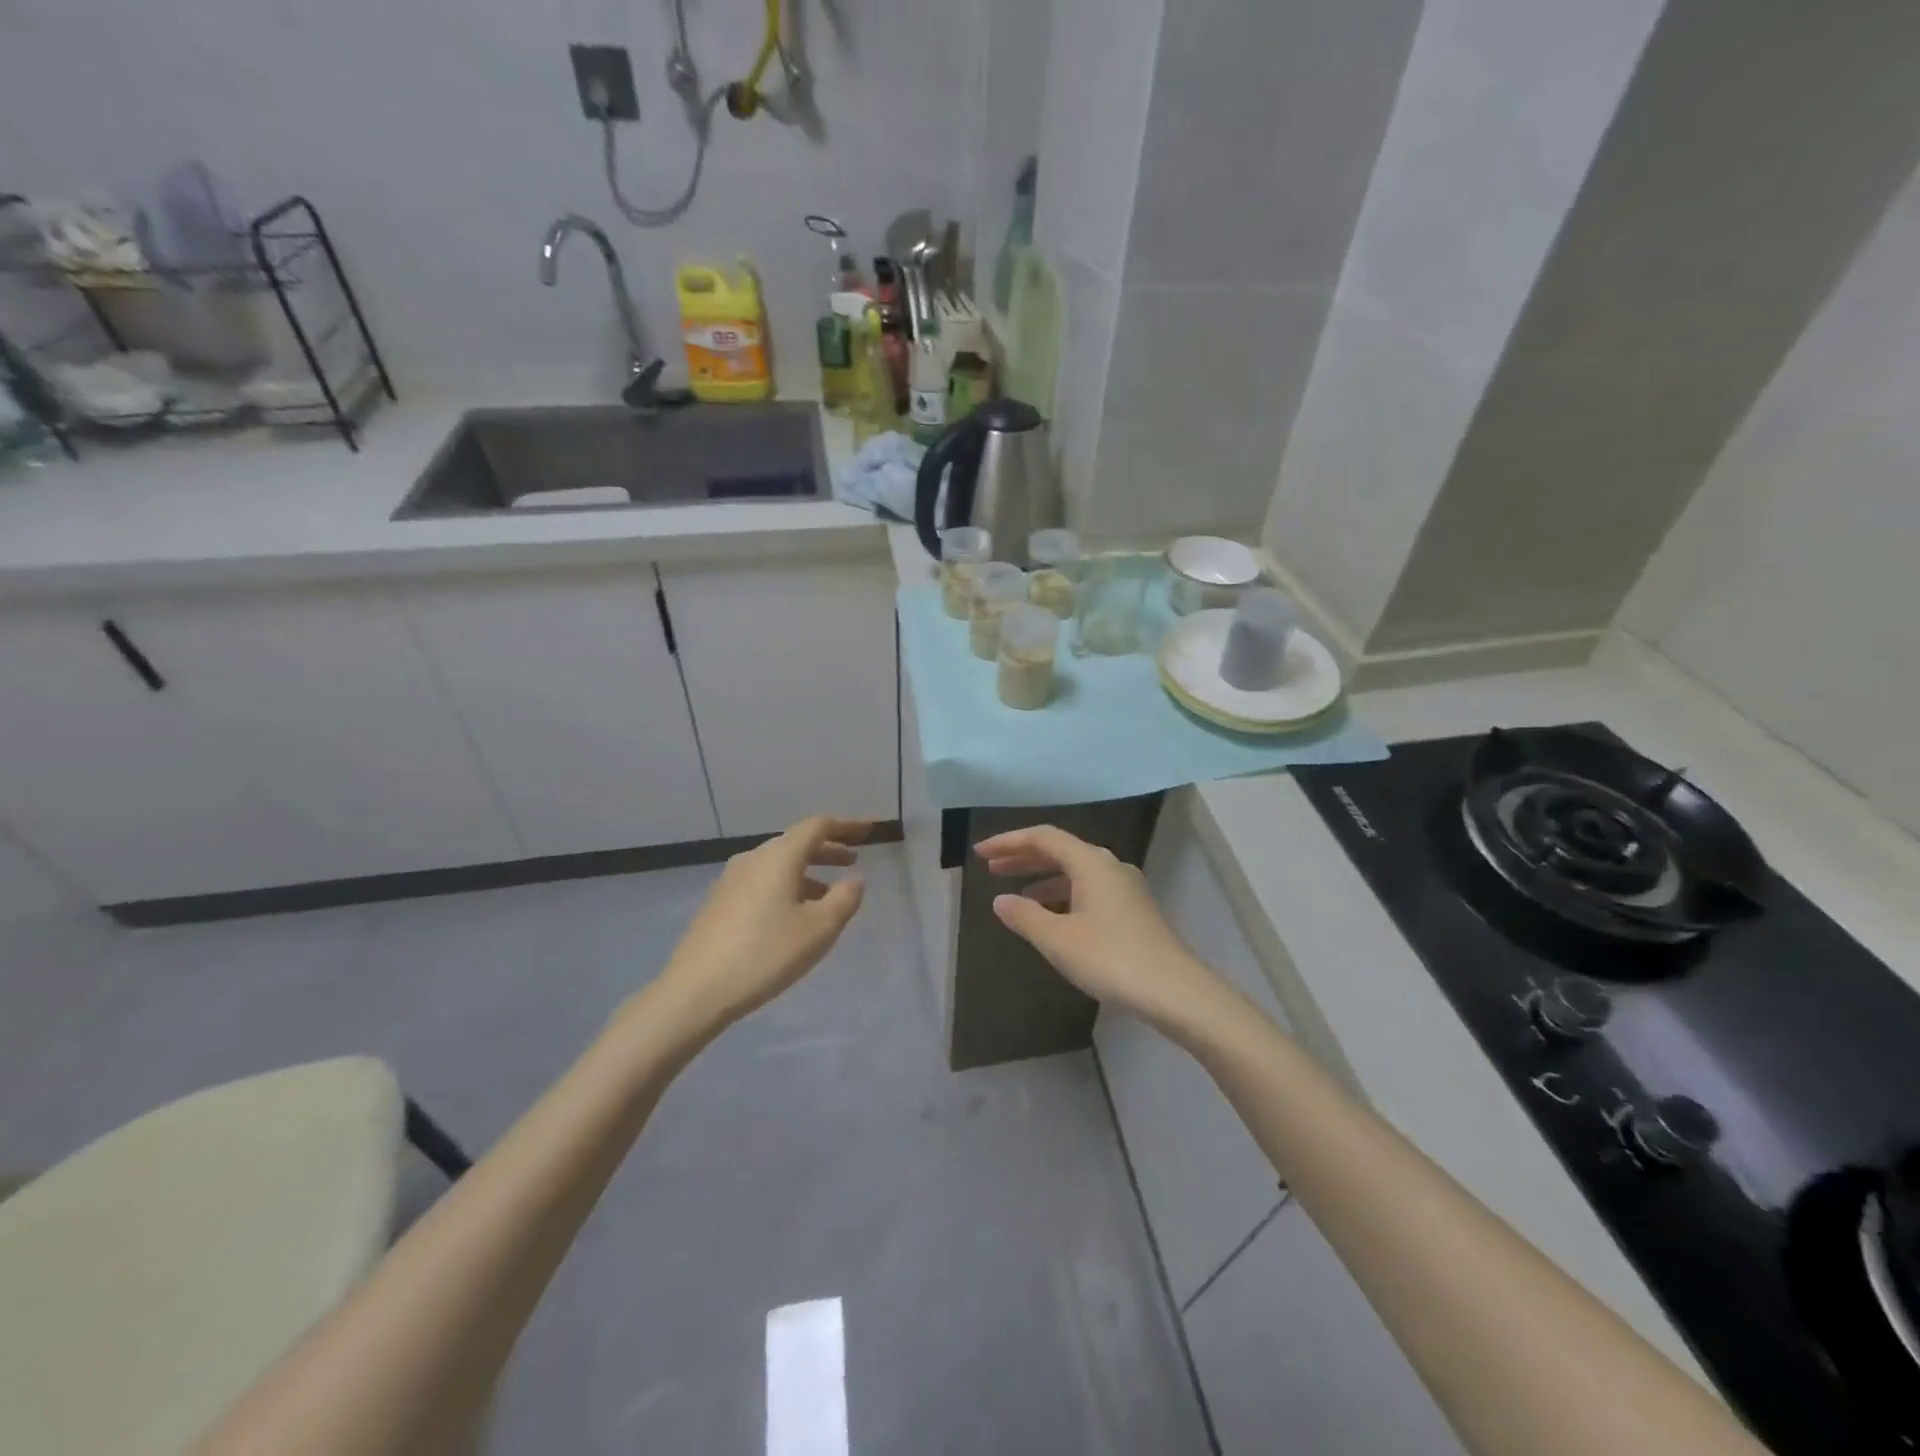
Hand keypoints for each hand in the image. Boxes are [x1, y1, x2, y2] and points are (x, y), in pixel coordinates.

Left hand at [650, 815, 869, 1031]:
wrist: (695, 991)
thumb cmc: (765, 954)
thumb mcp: (819, 930)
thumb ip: (844, 900)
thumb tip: (855, 879)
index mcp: (779, 857)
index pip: (818, 826)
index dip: (846, 826)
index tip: (869, 830)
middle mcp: (753, 859)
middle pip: (796, 842)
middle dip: (827, 850)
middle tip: (852, 862)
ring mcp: (731, 880)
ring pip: (778, 864)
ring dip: (807, 872)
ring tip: (828, 896)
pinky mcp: (719, 902)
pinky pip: (762, 881)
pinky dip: (786, 886)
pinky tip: (792, 915)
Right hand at [975, 825, 1222, 1026]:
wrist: (1176, 992)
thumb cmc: (1111, 959)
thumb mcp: (1058, 939)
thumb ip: (1025, 916)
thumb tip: (1001, 900)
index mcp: (1091, 862)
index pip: (1043, 838)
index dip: (1008, 842)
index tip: (980, 853)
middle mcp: (1109, 866)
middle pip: (1060, 851)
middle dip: (1024, 858)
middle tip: (992, 868)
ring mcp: (1125, 888)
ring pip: (1076, 872)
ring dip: (1043, 878)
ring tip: (1016, 894)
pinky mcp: (1133, 911)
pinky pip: (1089, 890)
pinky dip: (1063, 895)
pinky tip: (1052, 917)